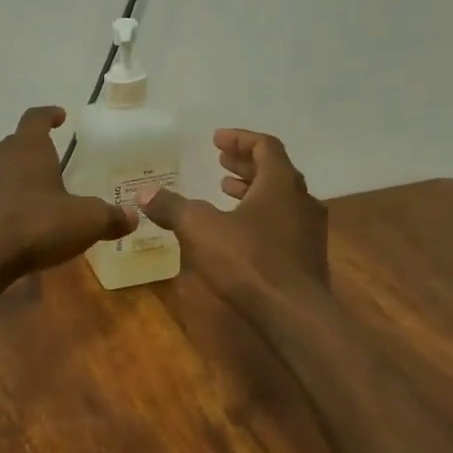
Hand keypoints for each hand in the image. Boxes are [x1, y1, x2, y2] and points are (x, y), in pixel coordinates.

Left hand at [0, 107, 135, 279]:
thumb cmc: (38, 224)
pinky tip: (17, 217)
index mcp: (27, 146)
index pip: (36, 118)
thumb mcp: (86, 221)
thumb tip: (133, 216)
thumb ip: (110, 217)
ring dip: (15, 175)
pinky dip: (3, 200)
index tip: (60, 116)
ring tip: (34, 190)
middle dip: (32, 149)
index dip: (49, 115)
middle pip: (15, 143)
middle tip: (51, 161)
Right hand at [138, 129, 328, 313]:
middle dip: (244, 164)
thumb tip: (144, 192)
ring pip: (280, 199)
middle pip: (274, 171)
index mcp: (280, 183)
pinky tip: (238, 231)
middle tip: (220, 161)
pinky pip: (282, 223)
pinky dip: (259, 216)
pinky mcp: (306, 257)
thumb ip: (172, 207)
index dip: (240, 139)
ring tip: (225, 191)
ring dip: (252, 191)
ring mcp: (308, 231)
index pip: (265, 147)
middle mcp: (301, 201)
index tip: (216, 139)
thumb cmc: (248, 260)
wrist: (293, 313)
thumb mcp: (199, 228)